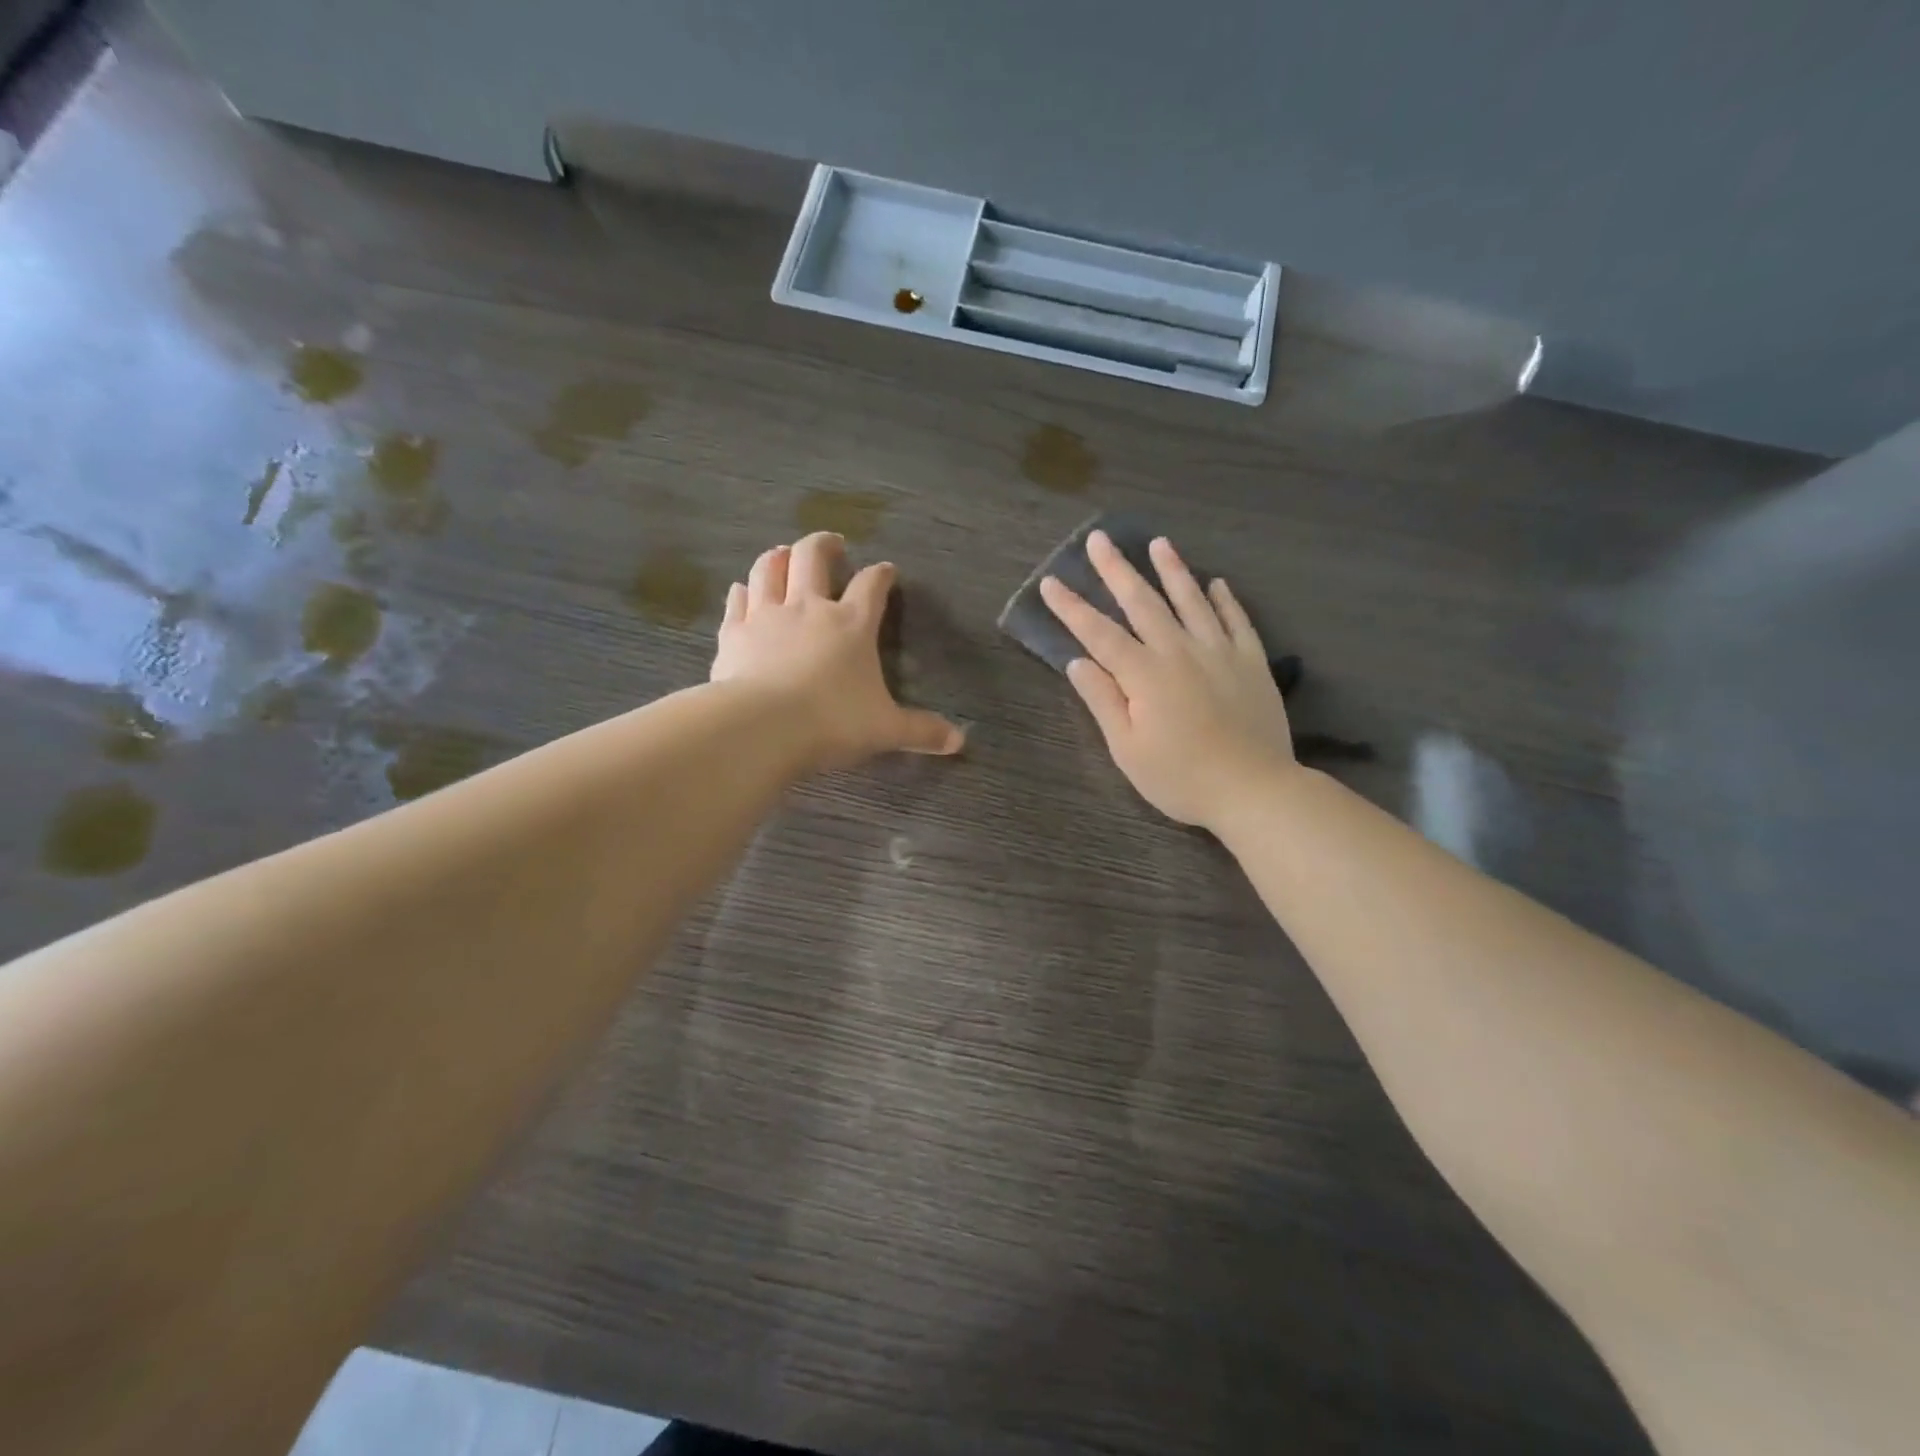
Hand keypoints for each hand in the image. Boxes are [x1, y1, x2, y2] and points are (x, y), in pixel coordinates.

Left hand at [712, 531, 964, 769]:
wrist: (763, 727)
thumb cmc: (833, 722)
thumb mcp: (885, 729)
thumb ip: (921, 731)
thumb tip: (959, 741)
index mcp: (852, 623)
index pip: (872, 585)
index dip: (882, 574)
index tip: (887, 571)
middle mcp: (809, 608)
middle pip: (813, 556)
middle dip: (824, 544)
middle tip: (832, 544)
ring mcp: (767, 616)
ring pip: (769, 568)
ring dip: (778, 557)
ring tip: (783, 554)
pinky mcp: (734, 633)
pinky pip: (737, 600)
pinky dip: (743, 592)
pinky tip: (743, 591)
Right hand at [1041, 531, 1294, 827]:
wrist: (1254, 790)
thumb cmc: (1181, 778)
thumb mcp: (1128, 750)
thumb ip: (1103, 701)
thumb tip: (1078, 662)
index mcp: (1144, 674)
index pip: (1098, 633)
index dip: (1071, 608)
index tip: (1051, 582)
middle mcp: (1179, 651)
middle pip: (1142, 602)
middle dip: (1116, 569)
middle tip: (1099, 539)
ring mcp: (1220, 652)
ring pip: (1191, 600)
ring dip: (1172, 569)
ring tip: (1159, 543)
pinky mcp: (1252, 662)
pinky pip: (1237, 620)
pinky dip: (1225, 599)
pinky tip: (1217, 583)